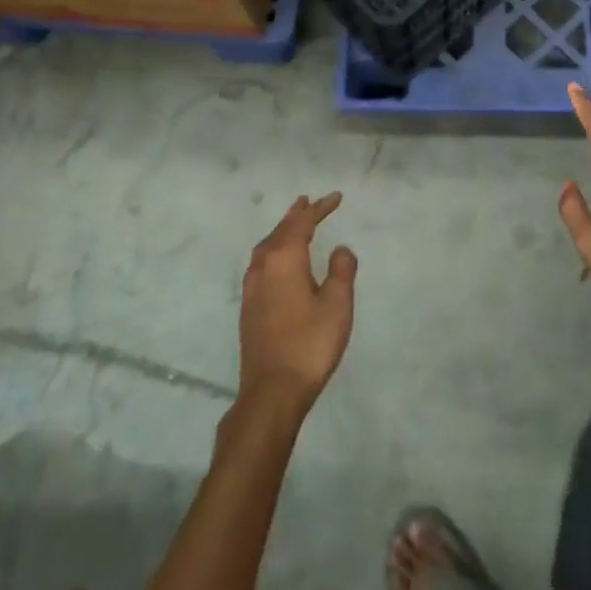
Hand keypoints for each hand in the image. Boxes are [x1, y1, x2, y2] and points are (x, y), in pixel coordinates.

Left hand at [239, 193, 356, 412]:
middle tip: (310, 202)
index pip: (302, 223)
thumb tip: (340, 249)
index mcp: (285, 259)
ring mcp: (252, 288)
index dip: (320, 208)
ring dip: (282, 231)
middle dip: (297, 215)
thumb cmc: (310, 343)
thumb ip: (342, 270)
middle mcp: (263, 266)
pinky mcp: (249, 307)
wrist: (272, 391)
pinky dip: (273, 250)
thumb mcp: (337, 304)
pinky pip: (261, 263)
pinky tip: (278, 261)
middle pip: (281, 231)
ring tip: (293, 224)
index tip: (336, 197)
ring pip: (267, 247)